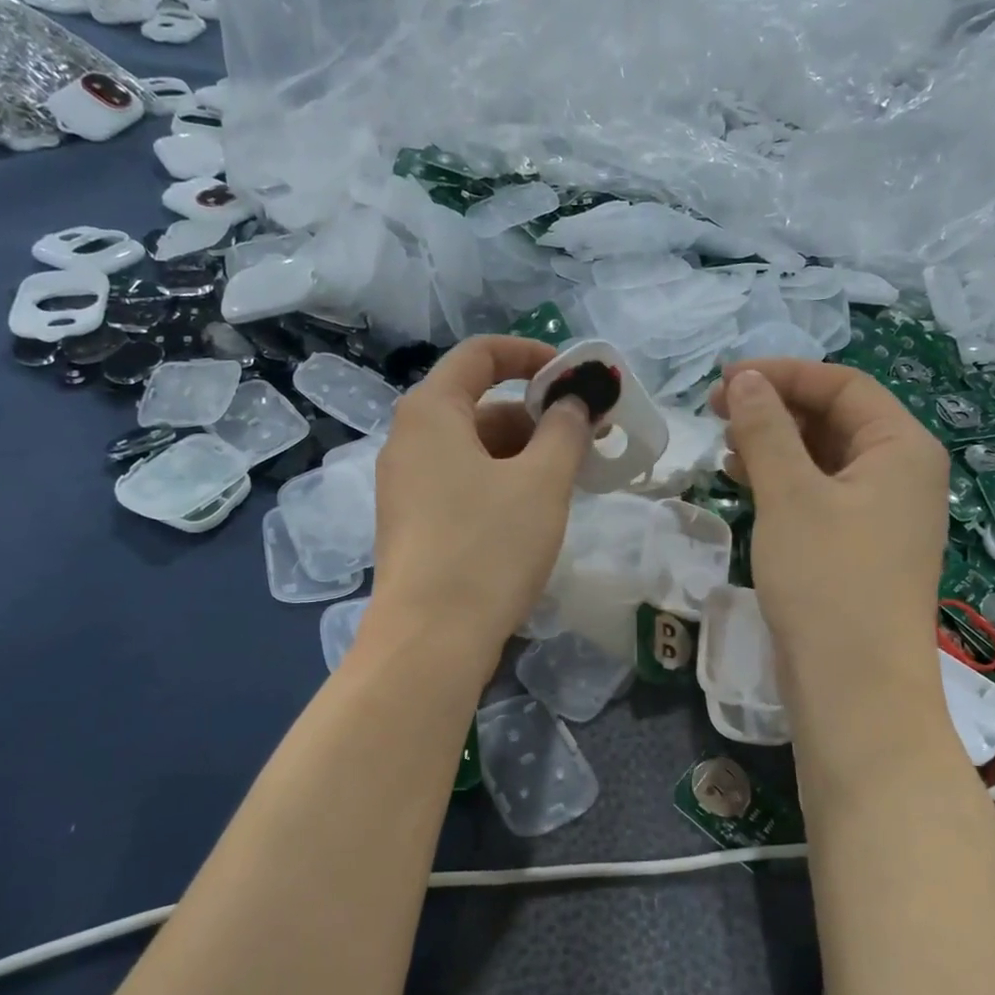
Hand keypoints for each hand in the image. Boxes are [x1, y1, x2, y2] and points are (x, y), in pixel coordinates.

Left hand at [367, 336, 590, 672]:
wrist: (430, 639)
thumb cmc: (488, 547)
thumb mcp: (541, 482)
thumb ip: (565, 429)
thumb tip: (575, 401)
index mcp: (431, 412)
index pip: (480, 354)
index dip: (532, 354)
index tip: (575, 378)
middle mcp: (408, 440)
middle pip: (480, 405)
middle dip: (537, 415)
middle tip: (588, 439)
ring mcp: (405, 486)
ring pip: (473, 450)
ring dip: (524, 454)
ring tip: (570, 479)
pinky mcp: (412, 524)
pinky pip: (461, 484)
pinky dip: (500, 483)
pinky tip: (534, 512)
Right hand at [708, 359, 949, 690]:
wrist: (854, 685)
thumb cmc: (827, 579)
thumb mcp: (790, 495)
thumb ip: (765, 430)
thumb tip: (746, 379)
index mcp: (901, 447)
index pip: (842, 384)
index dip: (782, 374)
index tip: (724, 380)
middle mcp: (900, 474)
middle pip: (836, 418)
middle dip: (776, 408)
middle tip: (717, 412)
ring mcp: (882, 514)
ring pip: (824, 458)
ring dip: (775, 445)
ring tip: (724, 446)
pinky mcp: (858, 548)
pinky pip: (820, 495)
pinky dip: (783, 483)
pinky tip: (744, 484)